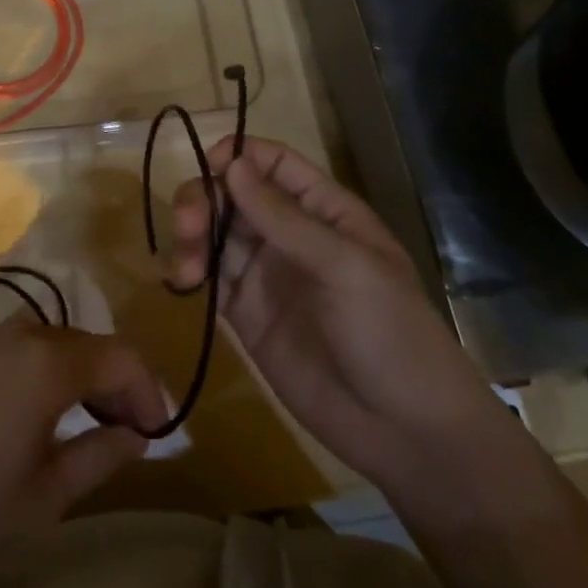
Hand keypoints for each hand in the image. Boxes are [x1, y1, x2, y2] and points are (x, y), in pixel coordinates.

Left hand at [0, 322, 166, 587]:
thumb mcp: (45, 496)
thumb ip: (101, 454)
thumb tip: (137, 434)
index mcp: (48, 361)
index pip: (120, 358)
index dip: (148, 392)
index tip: (161, 433)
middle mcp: (22, 334)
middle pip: (90, 346)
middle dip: (119, 385)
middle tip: (133, 434)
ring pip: (59, 345)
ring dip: (86, 379)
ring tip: (96, 427)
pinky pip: (27, 351)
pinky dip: (52, 375)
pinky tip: (49, 416)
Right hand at [170, 137, 493, 483]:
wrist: (404, 431)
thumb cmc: (390, 333)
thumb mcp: (346, 267)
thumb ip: (284, 218)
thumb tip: (232, 164)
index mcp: (323, 210)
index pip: (272, 163)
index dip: (237, 156)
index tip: (208, 168)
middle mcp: (289, 233)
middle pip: (232, 194)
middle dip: (203, 198)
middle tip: (187, 225)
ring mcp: (265, 273)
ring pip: (214, 232)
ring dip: (191, 234)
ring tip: (187, 266)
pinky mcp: (245, 313)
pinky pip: (209, 276)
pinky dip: (189, 269)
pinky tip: (183, 280)